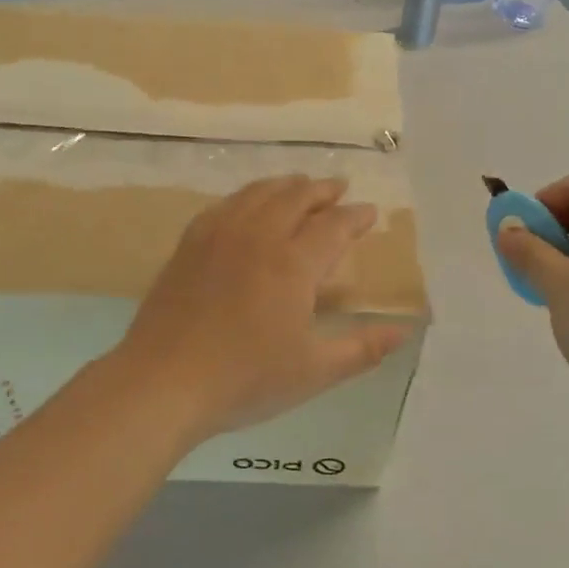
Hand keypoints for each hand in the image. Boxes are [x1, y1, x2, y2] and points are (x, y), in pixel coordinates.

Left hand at [116, 176, 406, 442]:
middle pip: (295, 197)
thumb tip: (404, 332)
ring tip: (299, 185)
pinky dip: (246, 197)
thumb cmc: (246, 379)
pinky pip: (224, 206)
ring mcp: (218, 236)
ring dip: (285, 185)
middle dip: (322, 190)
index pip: (333, 226)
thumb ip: (363, 348)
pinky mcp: (189, 245)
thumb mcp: (314, 371)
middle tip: (339, 188)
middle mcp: (258, 237)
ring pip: (258, 194)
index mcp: (293, 264)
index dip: (355, 217)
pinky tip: (246, 205)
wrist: (164, 382)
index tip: (370, 212)